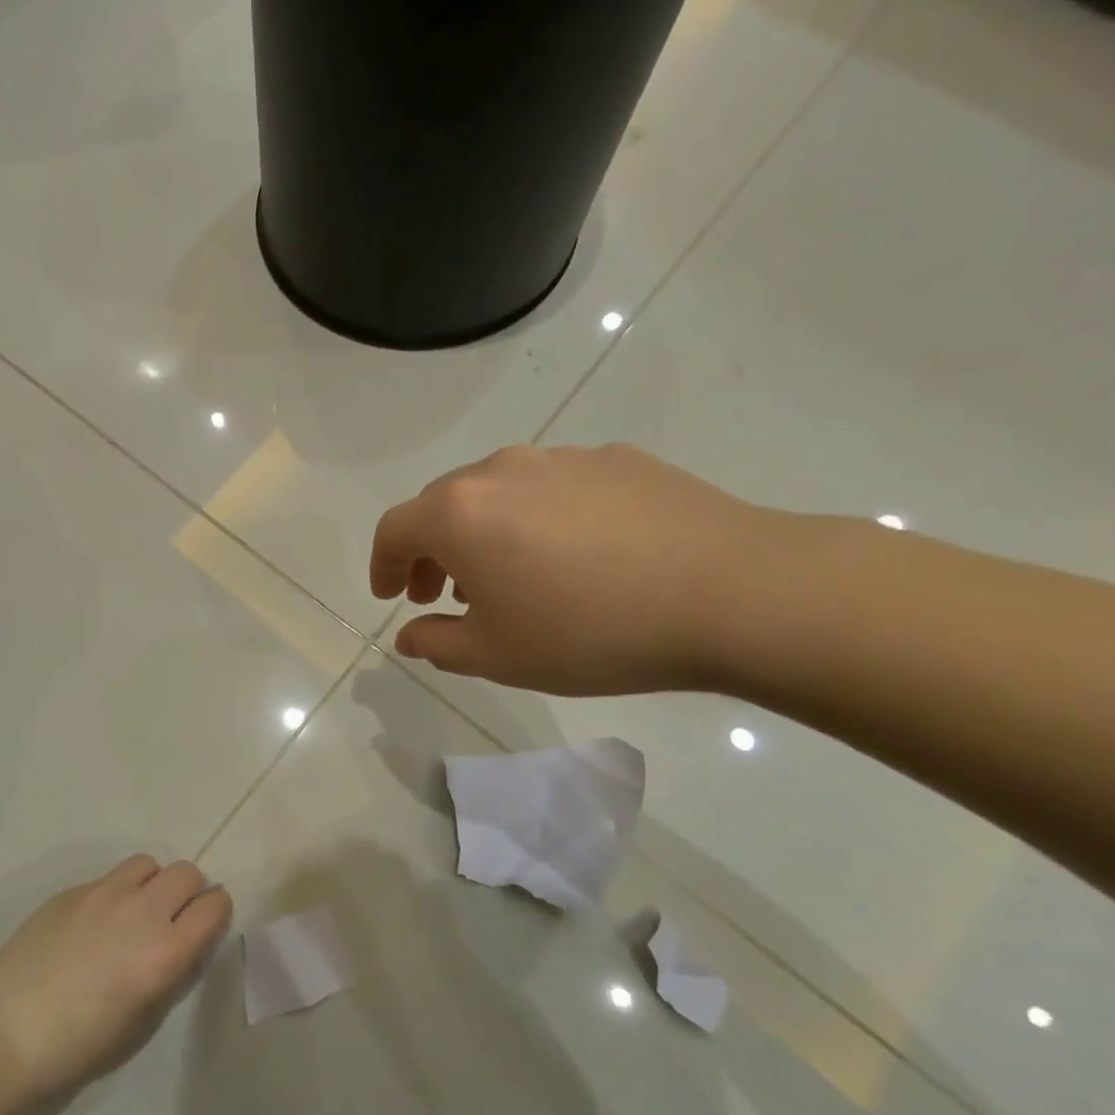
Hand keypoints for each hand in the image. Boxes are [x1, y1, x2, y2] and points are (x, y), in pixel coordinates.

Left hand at [0, 856, 231, 1101]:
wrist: (10, 1030)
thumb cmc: (81, 1044)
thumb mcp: (144, 1019)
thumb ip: (172, 971)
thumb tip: (183, 942)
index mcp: (166, 951)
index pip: (214, 905)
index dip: (215, 912)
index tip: (206, 924)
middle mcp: (142, 911)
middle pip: (187, 872)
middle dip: (188, 891)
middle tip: (172, 918)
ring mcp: (105, 893)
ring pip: (148, 864)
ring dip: (152, 884)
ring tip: (134, 912)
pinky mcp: (74, 890)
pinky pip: (110, 878)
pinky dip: (115, 893)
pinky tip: (94, 924)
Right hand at [371, 444, 777, 695]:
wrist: (733, 593)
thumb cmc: (591, 631)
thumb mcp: (498, 656)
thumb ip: (437, 642)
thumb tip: (410, 633)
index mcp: (460, 512)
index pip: (394, 529)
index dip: (382, 565)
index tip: (391, 597)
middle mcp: (501, 470)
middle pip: (442, 503)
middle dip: (431, 548)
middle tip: (445, 591)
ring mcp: (563, 458)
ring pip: (499, 491)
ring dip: (485, 531)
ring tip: (512, 576)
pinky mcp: (617, 460)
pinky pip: (555, 487)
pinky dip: (541, 518)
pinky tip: (578, 557)